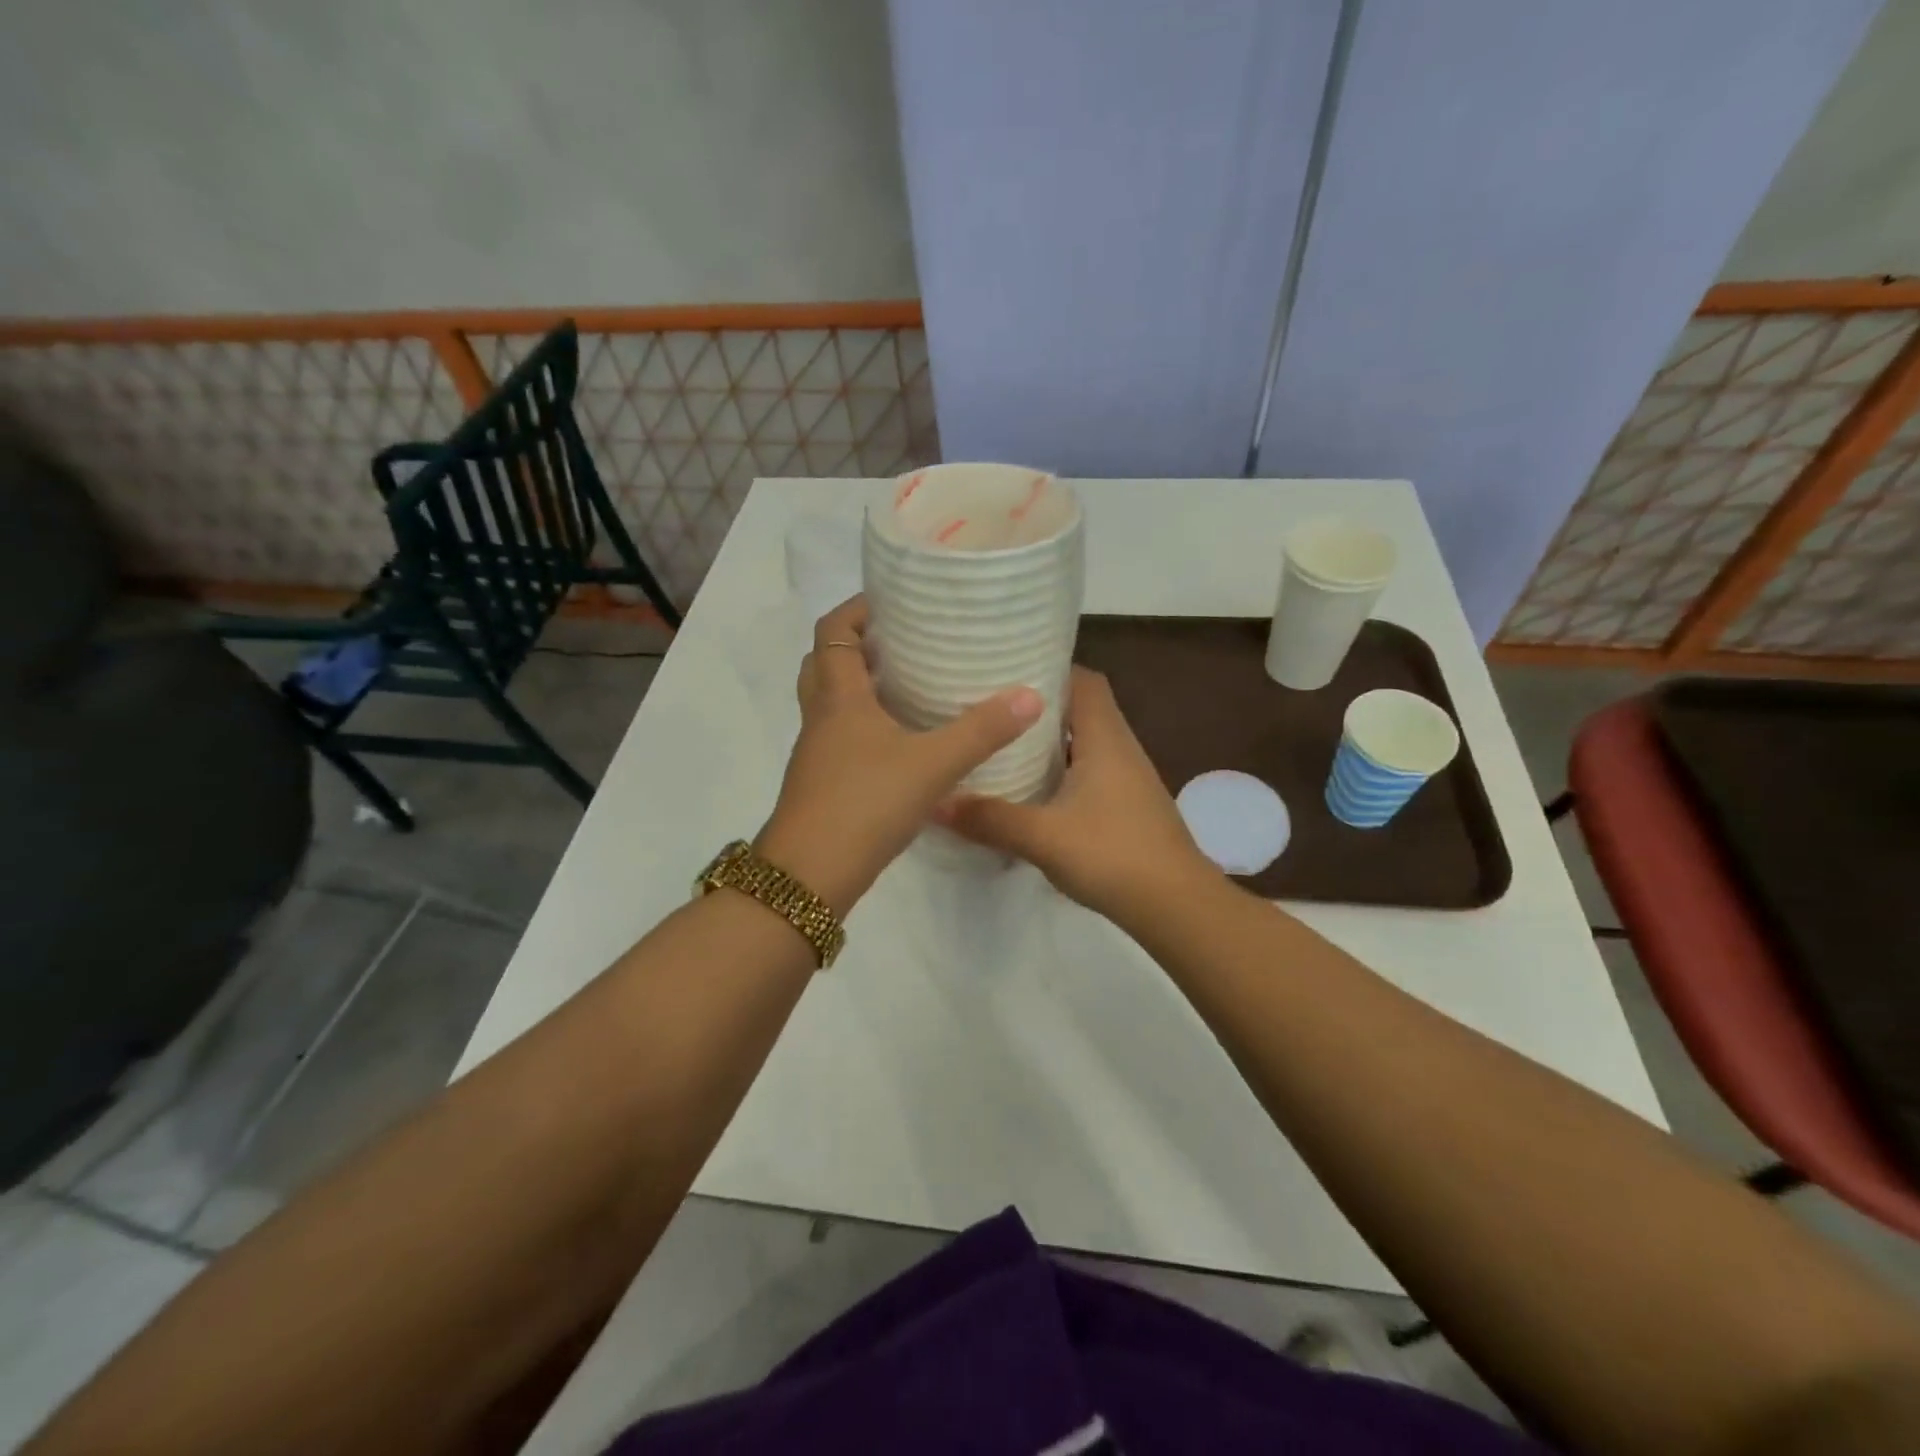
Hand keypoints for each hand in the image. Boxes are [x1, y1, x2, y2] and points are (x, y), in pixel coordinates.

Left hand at [756, 596, 1043, 913]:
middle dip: (857, 644)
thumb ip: (981, 731)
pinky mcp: (823, 783)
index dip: (857, 608)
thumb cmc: (864, 803)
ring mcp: (818, 753)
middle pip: (825, 663)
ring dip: (859, 686)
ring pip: (831, 703)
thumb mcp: (932, 764)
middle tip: (901, 641)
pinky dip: (864, 725)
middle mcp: (821, 718)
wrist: (811, 876)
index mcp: (838, 697)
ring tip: (907, 684)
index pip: (833, 630)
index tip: (893, 600)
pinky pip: (840, 737)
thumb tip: (1031, 695)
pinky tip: (901, 742)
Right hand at [936, 666, 1217, 922]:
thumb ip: (989, 818)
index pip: (1084, 680)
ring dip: (1051, 742)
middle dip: (1040, 707)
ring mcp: (1128, 779)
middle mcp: (1121, 749)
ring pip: (1086, 743)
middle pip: (1082, 708)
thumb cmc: (1113, 855)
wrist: (1176, 907)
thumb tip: (935, 802)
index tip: (1006, 672)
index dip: (1049, 669)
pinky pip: (1090, 772)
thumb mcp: (1042, 837)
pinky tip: (1033, 792)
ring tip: (1004, 745)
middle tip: (993, 710)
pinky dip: (1062, 771)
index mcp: (1106, 739)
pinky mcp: (1128, 806)